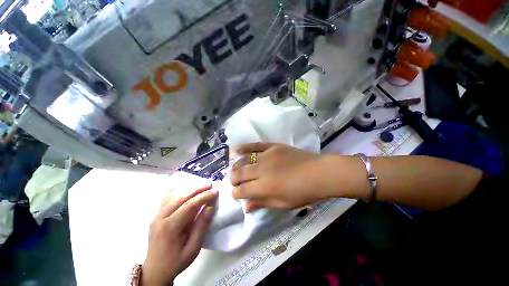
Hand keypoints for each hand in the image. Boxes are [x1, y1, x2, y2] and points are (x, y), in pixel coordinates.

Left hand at [142, 186, 217, 284]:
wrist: (155, 271)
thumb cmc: (176, 261)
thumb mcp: (193, 248)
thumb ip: (201, 226)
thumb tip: (210, 207)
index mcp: (171, 227)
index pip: (190, 205)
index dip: (204, 196)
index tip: (215, 191)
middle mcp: (161, 218)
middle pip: (181, 197)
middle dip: (198, 189)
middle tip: (210, 185)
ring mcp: (156, 216)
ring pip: (174, 197)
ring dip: (189, 189)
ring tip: (201, 186)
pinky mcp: (156, 216)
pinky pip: (165, 200)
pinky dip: (174, 191)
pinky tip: (178, 186)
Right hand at [230, 143, 333, 211]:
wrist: (319, 173)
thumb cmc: (303, 192)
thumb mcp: (283, 203)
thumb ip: (263, 203)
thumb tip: (246, 207)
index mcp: (265, 187)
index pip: (243, 190)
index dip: (236, 193)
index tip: (234, 194)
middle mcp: (262, 170)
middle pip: (241, 173)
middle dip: (233, 179)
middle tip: (233, 181)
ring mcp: (267, 155)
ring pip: (245, 160)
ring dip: (237, 165)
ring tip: (234, 169)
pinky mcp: (273, 146)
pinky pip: (256, 145)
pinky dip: (245, 147)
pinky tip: (237, 150)